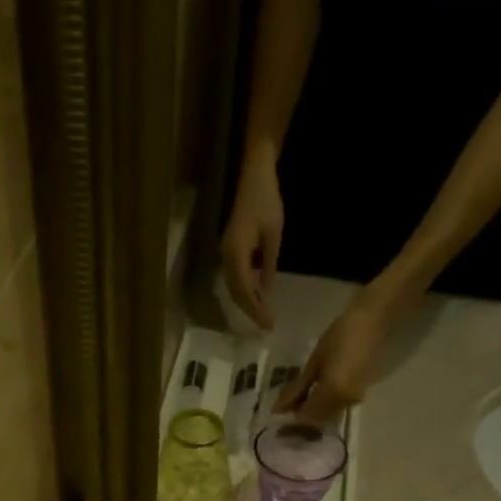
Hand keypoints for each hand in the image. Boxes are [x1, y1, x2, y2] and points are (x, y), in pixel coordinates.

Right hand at [222, 149, 283, 330]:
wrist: (254, 174)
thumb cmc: (267, 201)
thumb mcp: (274, 235)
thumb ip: (268, 266)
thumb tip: (266, 292)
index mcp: (236, 255)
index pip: (245, 291)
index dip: (255, 310)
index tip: (268, 325)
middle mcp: (226, 257)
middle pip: (235, 293)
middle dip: (250, 310)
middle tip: (266, 325)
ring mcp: (226, 253)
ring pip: (233, 287)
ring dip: (246, 302)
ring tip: (262, 315)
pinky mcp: (230, 249)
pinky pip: (235, 277)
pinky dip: (244, 290)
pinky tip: (257, 296)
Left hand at [278, 290, 391, 423]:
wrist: (374, 320)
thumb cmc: (340, 335)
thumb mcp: (315, 361)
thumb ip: (297, 388)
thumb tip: (279, 409)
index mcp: (332, 392)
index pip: (306, 416)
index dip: (291, 417)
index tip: (279, 410)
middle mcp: (345, 402)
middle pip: (318, 419)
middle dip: (302, 414)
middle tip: (288, 404)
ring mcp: (356, 399)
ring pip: (329, 414)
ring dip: (314, 410)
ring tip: (301, 396)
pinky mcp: (362, 394)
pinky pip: (339, 406)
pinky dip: (326, 403)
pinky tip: (318, 391)